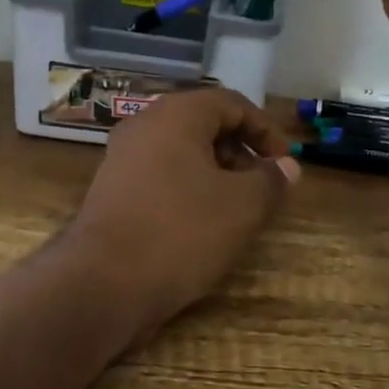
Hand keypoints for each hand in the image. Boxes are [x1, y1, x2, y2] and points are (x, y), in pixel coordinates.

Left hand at [67, 88, 300, 339]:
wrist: (101, 285)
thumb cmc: (181, 232)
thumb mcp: (243, 206)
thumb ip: (271, 180)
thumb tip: (287, 167)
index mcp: (176, 115)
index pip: (231, 103)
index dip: (265, 130)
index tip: (285, 163)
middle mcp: (144, 126)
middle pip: (204, 124)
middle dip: (241, 152)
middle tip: (263, 186)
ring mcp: (122, 159)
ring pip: (182, 153)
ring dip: (216, 173)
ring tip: (237, 209)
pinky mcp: (111, 192)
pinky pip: (161, 176)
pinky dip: (189, 190)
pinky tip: (202, 225)